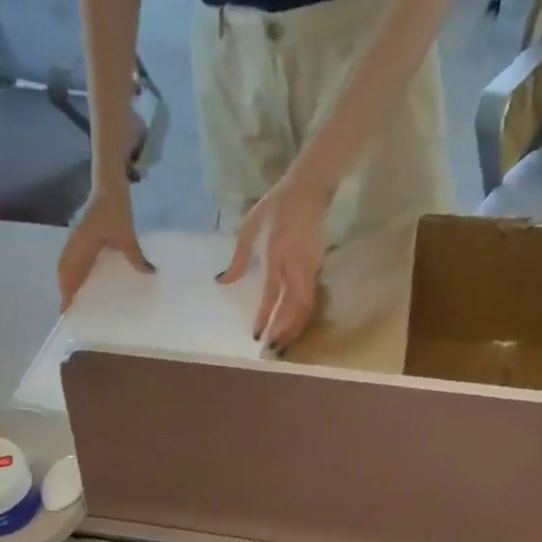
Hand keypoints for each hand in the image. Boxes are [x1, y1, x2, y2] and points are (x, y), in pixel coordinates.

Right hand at [58, 182, 152, 309]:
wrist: (108, 185)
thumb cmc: (115, 208)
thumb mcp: (127, 233)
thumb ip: (135, 255)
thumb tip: (148, 273)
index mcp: (81, 245)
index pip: (69, 273)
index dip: (66, 291)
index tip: (65, 309)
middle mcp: (75, 244)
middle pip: (64, 272)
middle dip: (65, 291)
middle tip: (71, 310)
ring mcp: (77, 240)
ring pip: (67, 266)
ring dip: (68, 282)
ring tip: (75, 300)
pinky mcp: (82, 237)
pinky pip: (75, 259)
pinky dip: (75, 272)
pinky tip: (85, 281)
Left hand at [218, 168, 333, 349]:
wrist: (309, 190)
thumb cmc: (276, 207)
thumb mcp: (250, 228)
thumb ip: (238, 258)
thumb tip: (223, 282)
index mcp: (278, 255)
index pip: (272, 294)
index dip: (265, 316)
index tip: (257, 335)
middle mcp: (296, 268)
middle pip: (294, 309)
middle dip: (284, 332)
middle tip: (272, 351)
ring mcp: (310, 271)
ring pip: (305, 309)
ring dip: (294, 329)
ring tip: (282, 346)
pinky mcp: (317, 272)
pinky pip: (310, 302)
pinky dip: (301, 319)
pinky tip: (293, 329)